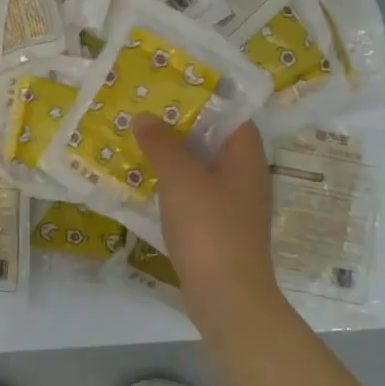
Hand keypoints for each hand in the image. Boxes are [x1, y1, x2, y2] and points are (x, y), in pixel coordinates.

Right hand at [135, 118, 276, 323]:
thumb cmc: (209, 228)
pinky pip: (195, 194)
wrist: (227, 296)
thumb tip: (145, 117)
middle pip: (215, 141)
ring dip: (174, 157)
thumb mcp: (180, 178)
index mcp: (246, 158)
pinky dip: (174, 185)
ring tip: (139, 141)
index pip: (233, 115)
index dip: (206, 99)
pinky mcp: (218, 228)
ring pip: (202, 169)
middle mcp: (245, 177)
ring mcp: (233, 205)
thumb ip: (162, 144)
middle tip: (146, 112)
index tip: (172, 88)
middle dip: (182, 127)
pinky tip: (146, 183)